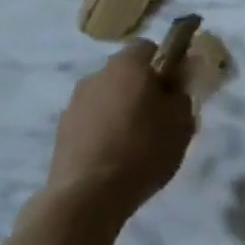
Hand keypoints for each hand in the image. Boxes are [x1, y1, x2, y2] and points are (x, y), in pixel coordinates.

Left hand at [44, 40, 195, 223]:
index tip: (175, 90)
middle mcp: (98, 73)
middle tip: (158, 118)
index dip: (166, 65)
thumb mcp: (181, 124)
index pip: (150, 48)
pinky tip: (112, 157)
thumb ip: (182, 95)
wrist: (86, 196)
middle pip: (126, 72)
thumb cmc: (142, 152)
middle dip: (142, 88)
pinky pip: (91, 119)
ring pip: (107, 96)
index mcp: (128, 64)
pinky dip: (102, 130)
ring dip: (120, 109)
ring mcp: (76, 101)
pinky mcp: (62, 128)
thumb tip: (176, 84)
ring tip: (134, 143)